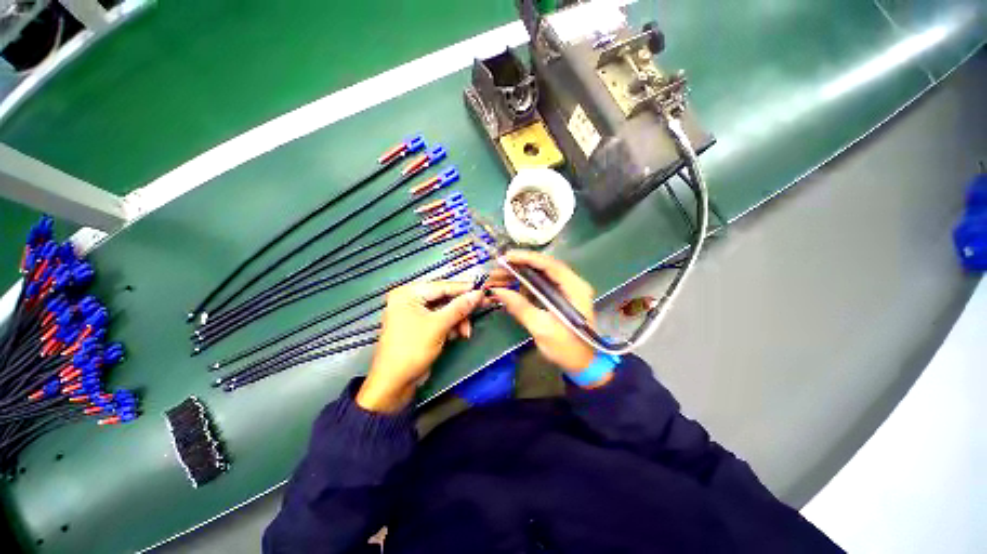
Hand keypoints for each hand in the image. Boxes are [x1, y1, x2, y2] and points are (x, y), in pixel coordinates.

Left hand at [357, 281, 483, 412]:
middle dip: (461, 309)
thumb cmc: (412, 349)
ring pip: (445, 311)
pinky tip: (458, 335)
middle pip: (443, 298)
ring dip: (458, 320)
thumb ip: (459, 308)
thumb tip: (478, 293)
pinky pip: (440, 321)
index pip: (441, 286)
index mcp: (408, 294)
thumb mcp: (438, 326)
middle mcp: (410, 300)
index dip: (462, 288)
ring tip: (466, 332)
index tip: (482, 289)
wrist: (394, 383)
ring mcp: (415, 314)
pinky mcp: (420, 327)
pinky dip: (451, 327)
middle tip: (480, 309)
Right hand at [489, 250, 595, 371]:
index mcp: (575, 289)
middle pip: (543, 268)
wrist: (584, 365)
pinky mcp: (559, 297)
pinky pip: (540, 285)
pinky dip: (524, 285)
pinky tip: (509, 287)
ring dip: (519, 275)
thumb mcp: (541, 328)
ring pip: (539, 275)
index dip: (527, 258)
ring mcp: (566, 290)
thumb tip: (498, 291)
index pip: (550, 265)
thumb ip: (520, 307)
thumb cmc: (567, 348)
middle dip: (519, 267)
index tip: (506, 257)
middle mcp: (572, 284)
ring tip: (497, 278)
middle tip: (497, 269)